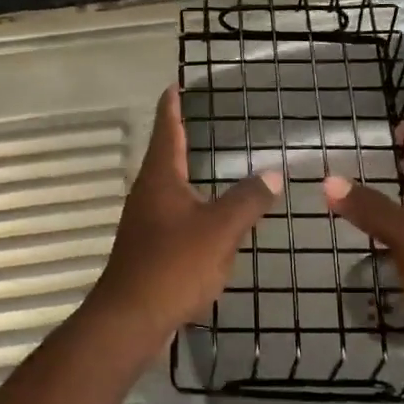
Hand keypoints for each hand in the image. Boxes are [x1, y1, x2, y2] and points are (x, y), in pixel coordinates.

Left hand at [83, 87, 281, 354]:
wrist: (129, 318)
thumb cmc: (173, 265)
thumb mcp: (219, 230)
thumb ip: (248, 200)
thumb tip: (274, 173)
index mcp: (160, 177)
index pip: (167, 129)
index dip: (171, 106)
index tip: (173, 85)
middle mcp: (146, 191)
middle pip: (163, 154)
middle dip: (178, 136)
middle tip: (196, 118)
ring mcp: (143, 220)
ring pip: (166, 186)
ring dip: (183, 171)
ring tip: (204, 163)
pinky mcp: (145, 246)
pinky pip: (170, 214)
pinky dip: (188, 205)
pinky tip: (203, 219)